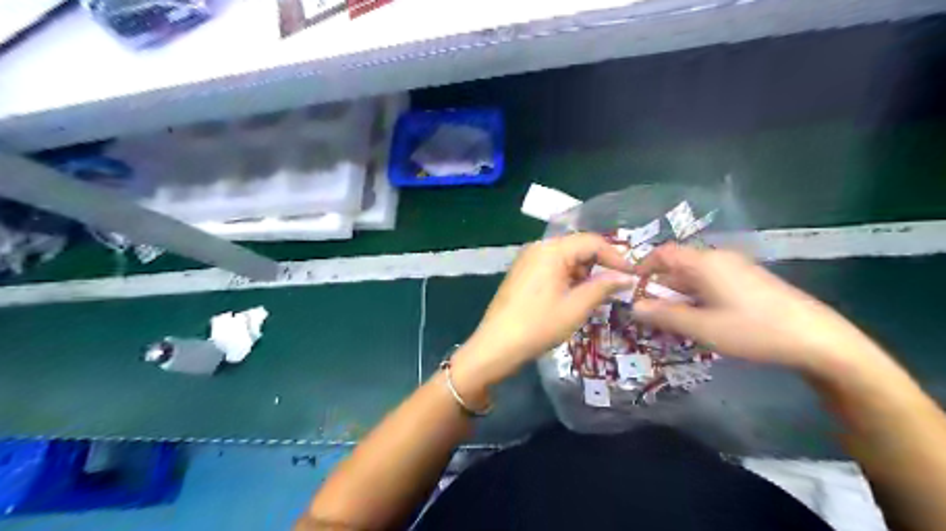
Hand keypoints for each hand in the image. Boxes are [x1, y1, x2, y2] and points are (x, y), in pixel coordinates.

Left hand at [451, 233, 633, 384]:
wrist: (496, 345)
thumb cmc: (539, 325)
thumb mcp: (576, 307)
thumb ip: (603, 286)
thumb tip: (626, 277)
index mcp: (552, 250)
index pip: (592, 242)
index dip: (616, 257)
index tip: (633, 275)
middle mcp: (538, 248)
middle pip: (577, 247)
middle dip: (599, 264)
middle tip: (617, 285)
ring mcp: (527, 259)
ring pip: (565, 258)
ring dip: (583, 272)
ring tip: (597, 295)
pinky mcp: (521, 273)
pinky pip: (551, 267)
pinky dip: (567, 278)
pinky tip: (573, 296)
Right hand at [631, 242, 883, 374]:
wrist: (817, 340)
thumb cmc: (752, 330)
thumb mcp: (701, 327)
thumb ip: (664, 316)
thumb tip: (634, 307)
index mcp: (704, 263)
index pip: (663, 253)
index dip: (643, 267)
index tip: (631, 288)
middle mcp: (719, 259)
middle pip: (678, 266)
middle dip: (659, 287)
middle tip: (648, 313)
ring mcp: (737, 269)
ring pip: (695, 277)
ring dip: (678, 295)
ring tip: (671, 321)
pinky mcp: (750, 282)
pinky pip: (712, 283)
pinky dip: (697, 298)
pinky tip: (701, 320)